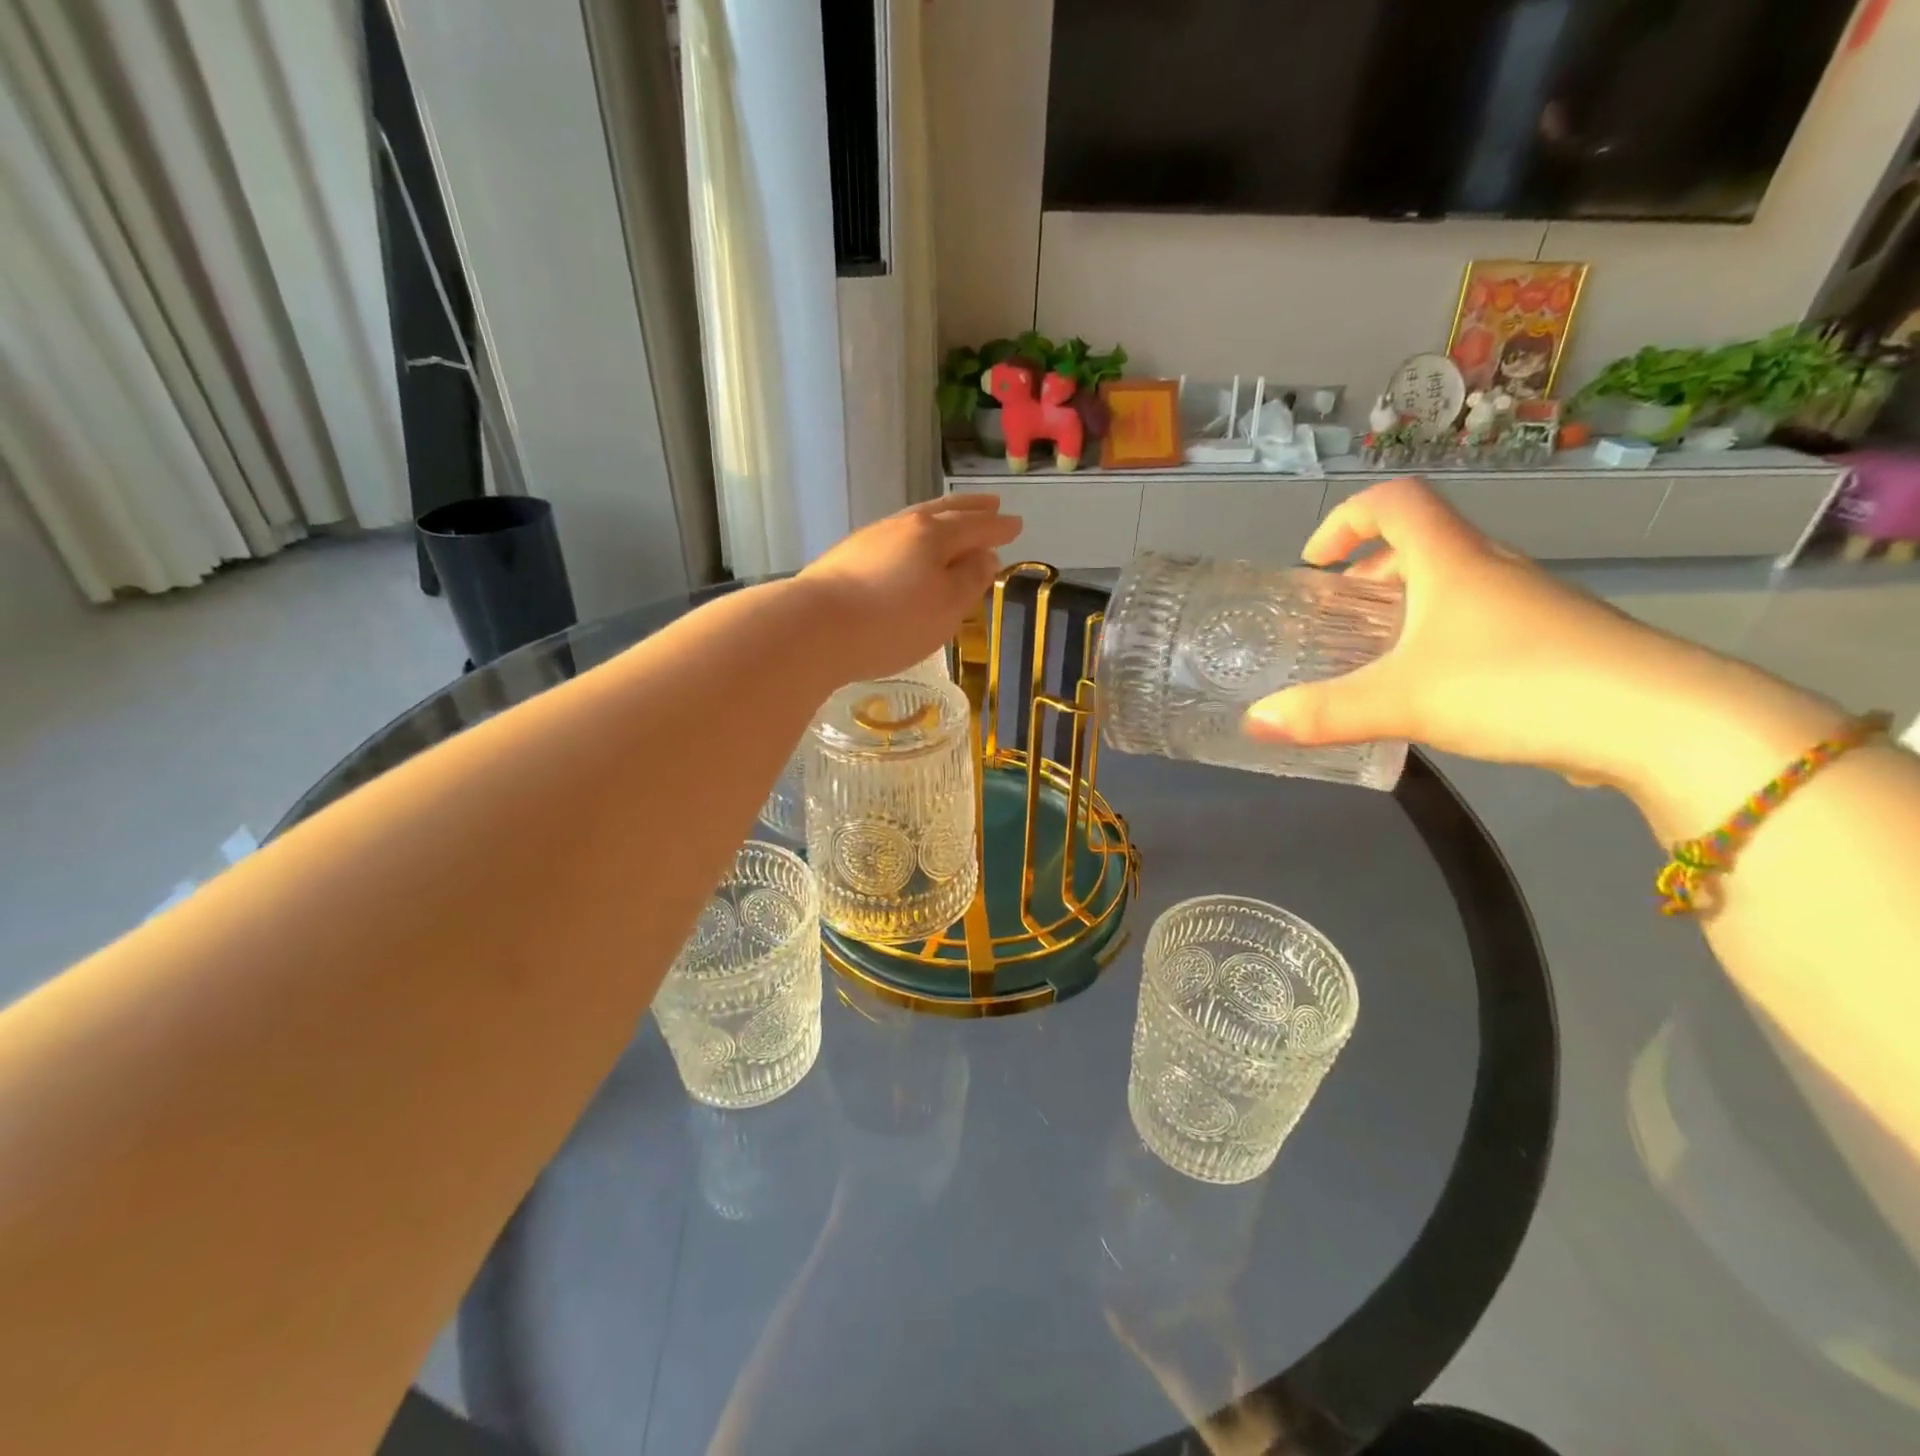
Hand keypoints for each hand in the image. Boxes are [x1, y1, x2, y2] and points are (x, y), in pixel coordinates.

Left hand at [794, 495, 1021, 682]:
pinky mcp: (845, 558)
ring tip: (951, 521)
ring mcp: (869, 539)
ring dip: (939, 519)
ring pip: (913, 521)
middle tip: (990, 504)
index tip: (1016, 524)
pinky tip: (907, 550)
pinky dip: (912, 538)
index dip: (998, 528)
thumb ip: (970, 579)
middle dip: (970, 510)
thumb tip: (985, 556)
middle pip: (942, 513)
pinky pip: (892, 538)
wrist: (814, 627)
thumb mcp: (946, 607)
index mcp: (933, 535)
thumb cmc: (893, 621)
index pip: (975, 526)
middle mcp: (902, 527)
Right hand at [1243, 478, 1839, 800]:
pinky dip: (1440, 638)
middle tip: (1336, 615)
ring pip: (1453, 585)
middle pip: (1421, 544)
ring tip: (1375, 655)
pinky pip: (1480, 622)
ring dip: (1405, 607)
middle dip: (1368, 573)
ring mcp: (1529, 604)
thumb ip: (1323, 712)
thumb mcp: (1402, 701)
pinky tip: (1433, 690)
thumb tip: (1254, 722)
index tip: (1314, 561)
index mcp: (1452, 560)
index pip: (1394, 501)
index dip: (1345, 520)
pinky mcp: (1554, 643)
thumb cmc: (1515, 684)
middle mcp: (1492, 569)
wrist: (1661, 721)